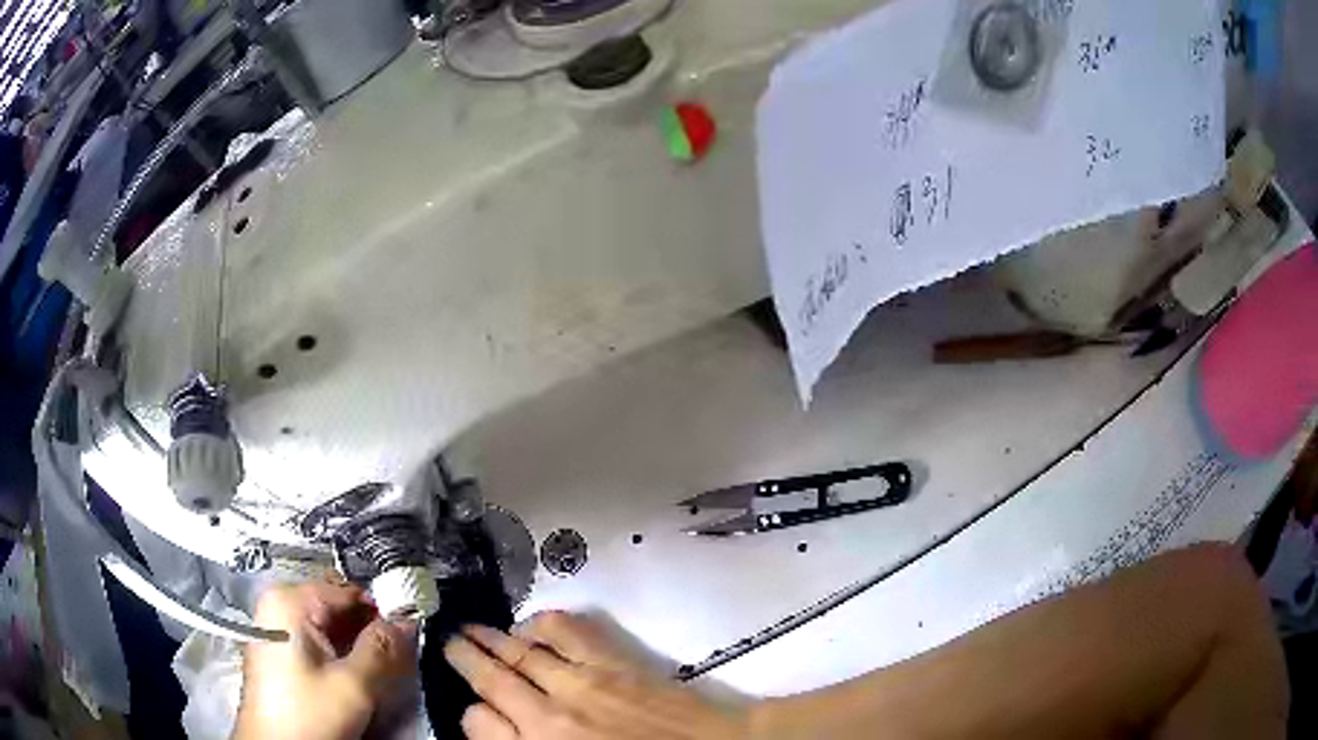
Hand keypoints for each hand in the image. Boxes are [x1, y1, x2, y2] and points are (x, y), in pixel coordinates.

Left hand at [234, 582, 417, 739]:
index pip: (349, 589)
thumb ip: (383, 648)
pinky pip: (319, 641)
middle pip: (338, 606)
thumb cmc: (309, 712)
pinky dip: (342, 655)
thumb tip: (410, 619)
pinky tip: (358, 677)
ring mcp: (277, 627)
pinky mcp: (281, 650)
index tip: (414, 631)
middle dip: (371, 629)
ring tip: (382, 670)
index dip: (384, 608)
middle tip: (400, 657)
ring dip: (359, 646)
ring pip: (331, 626)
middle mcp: (280, 605)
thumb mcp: (353, 685)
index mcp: (290, 600)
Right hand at [444, 611, 749, 738]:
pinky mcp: (613, 663)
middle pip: (490, 680)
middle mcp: (548, 717)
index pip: (478, 723)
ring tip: (470, 627)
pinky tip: (531, 623)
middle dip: (463, 658)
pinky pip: (566, 632)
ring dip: (490, 637)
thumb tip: (503, 732)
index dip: (472, 713)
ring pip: (519, 652)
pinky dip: (542, 622)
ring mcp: (580, 685)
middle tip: (448, 641)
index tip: (475, 707)